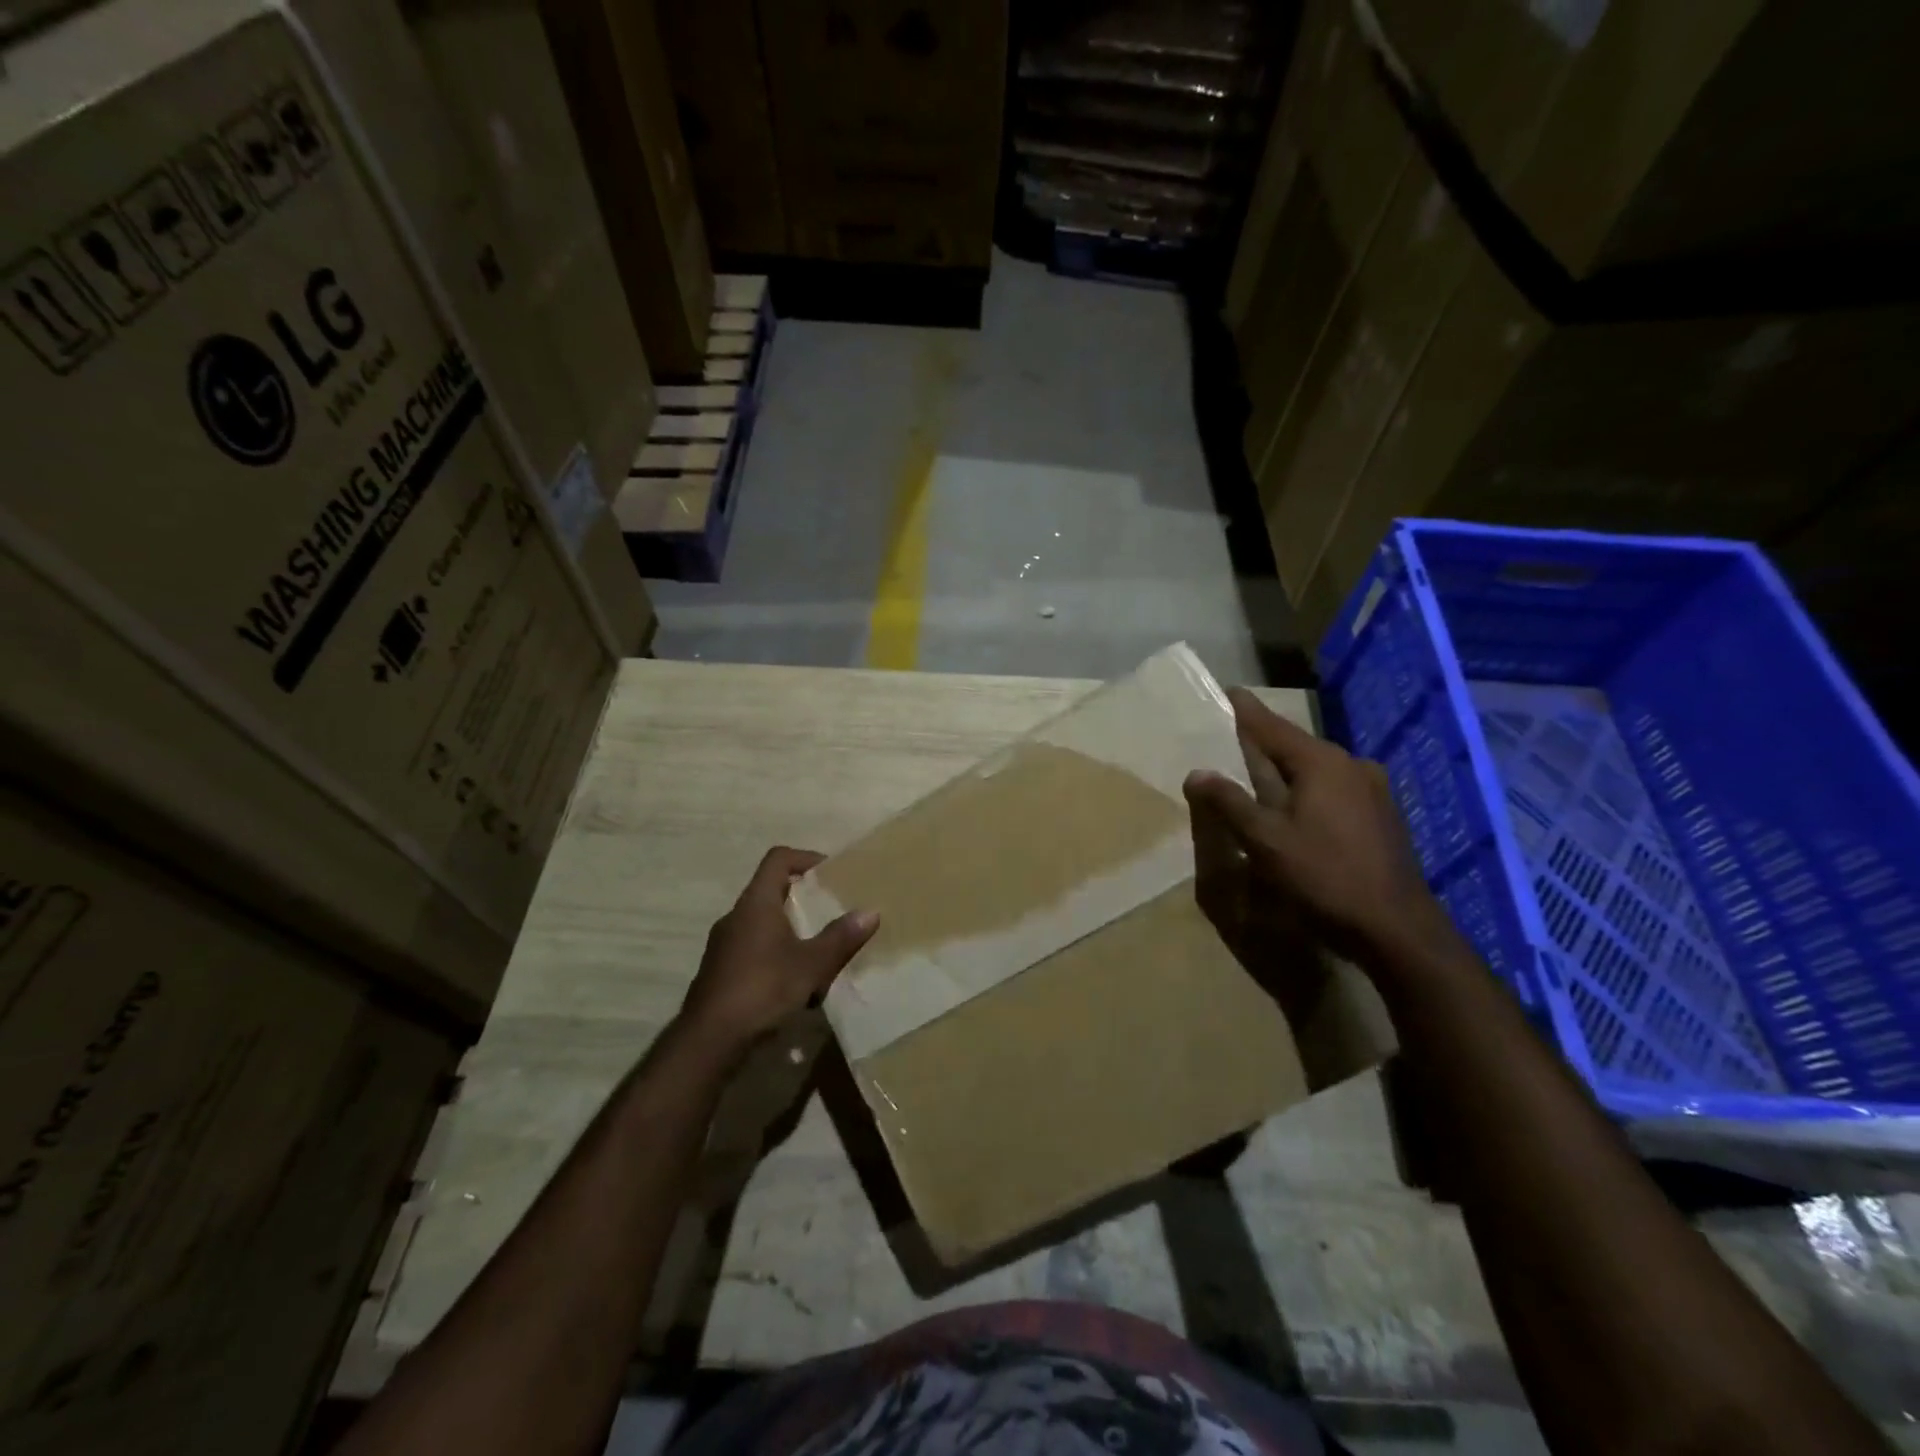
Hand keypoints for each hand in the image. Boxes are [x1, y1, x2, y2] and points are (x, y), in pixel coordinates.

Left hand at [678, 847, 877, 1059]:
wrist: (709, 1041)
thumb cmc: (762, 989)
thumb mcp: (811, 964)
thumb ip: (840, 937)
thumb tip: (871, 912)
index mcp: (756, 903)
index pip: (778, 859)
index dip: (805, 857)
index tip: (831, 873)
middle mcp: (736, 916)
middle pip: (771, 890)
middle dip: (803, 898)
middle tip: (832, 911)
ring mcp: (724, 945)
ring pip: (763, 923)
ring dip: (791, 930)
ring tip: (819, 951)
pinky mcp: (720, 971)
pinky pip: (754, 949)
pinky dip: (776, 955)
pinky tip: (795, 984)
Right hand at [1184, 688, 1451, 968]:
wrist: (1396, 928)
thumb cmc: (1324, 877)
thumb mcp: (1265, 841)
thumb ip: (1229, 803)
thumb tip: (1196, 772)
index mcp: (1321, 763)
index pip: (1273, 726)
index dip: (1247, 711)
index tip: (1228, 691)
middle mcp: (1351, 765)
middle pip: (1296, 745)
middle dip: (1264, 743)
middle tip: (1233, 738)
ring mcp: (1372, 790)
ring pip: (1317, 769)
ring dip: (1286, 769)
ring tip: (1258, 772)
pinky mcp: (1381, 815)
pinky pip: (1333, 788)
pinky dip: (1307, 789)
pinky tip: (1295, 806)